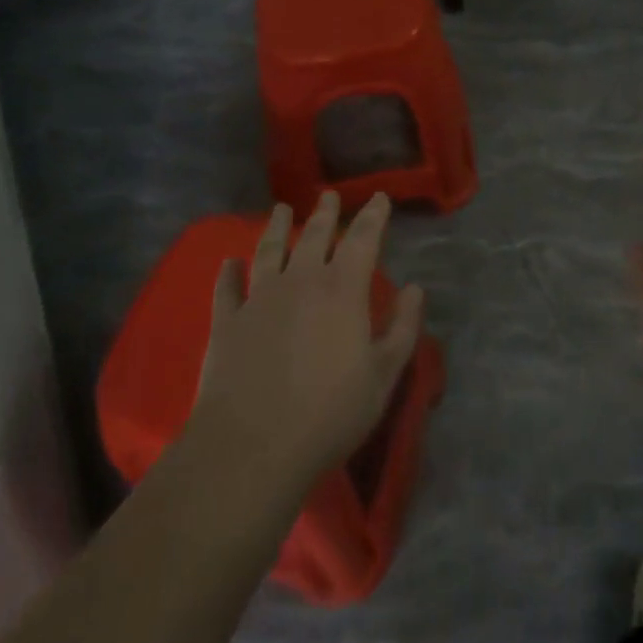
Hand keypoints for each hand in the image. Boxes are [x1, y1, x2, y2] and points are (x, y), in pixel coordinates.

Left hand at [188, 193, 424, 492]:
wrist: (252, 448)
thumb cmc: (329, 413)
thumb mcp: (383, 375)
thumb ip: (402, 328)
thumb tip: (415, 288)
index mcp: (343, 289)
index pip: (363, 238)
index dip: (373, 215)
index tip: (379, 197)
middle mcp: (301, 281)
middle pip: (314, 236)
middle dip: (325, 213)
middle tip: (328, 195)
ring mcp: (259, 298)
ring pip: (270, 251)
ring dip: (276, 227)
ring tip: (280, 209)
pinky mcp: (227, 322)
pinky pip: (227, 288)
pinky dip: (229, 272)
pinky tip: (229, 262)